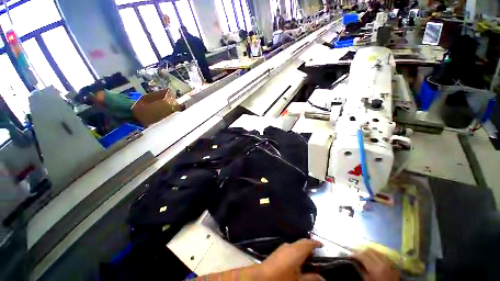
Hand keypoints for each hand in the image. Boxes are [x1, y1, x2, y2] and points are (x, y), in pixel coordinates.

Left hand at [259, 239, 323, 280]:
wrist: (262, 277)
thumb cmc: (282, 279)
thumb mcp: (299, 280)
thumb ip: (311, 278)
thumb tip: (322, 278)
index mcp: (296, 251)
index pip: (309, 243)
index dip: (316, 243)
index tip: (323, 246)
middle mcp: (290, 246)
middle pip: (303, 242)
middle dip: (311, 247)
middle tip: (318, 257)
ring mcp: (283, 247)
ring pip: (297, 245)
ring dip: (304, 250)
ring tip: (309, 261)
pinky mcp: (279, 250)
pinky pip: (291, 248)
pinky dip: (297, 252)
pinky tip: (299, 262)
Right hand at [353, 249, 398, 280]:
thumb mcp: (368, 280)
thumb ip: (362, 270)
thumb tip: (355, 261)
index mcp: (374, 267)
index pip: (362, 255)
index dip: (355, 254)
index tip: (350, 255)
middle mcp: (382, 262)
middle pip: (369, 251)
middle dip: (361, 251)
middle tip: (356, 253)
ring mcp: (388, 261)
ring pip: (376, 251)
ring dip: (369, 251)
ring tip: (364, 253)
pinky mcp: (392, 263)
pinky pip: (382, 254)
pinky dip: (376, 254)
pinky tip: (373, 256)